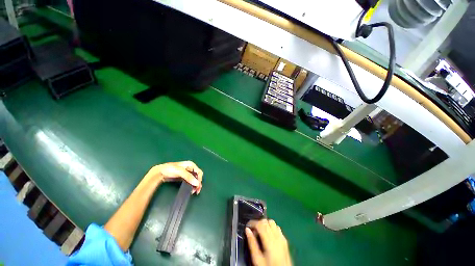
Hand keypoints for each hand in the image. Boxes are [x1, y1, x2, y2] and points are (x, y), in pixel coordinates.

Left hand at [145, 161, 202, 193]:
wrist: (160, 172)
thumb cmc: (170, 169)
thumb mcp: (180, 172)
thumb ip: (188, 177)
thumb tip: (197, 183)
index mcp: (191, 165)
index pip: (199, 172)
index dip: (199, 179)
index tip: (197, 186)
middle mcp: (191, 168)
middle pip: (198, 176)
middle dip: (198, 183)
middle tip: (196, 191)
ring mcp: (187, 173)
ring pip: (194, 179)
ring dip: (195, 185)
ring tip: (194, 192)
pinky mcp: (184, 177)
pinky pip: (190, 181)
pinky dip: (191, 186)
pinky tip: (190, 190)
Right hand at [246, 219, 291, 265]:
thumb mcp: (257, 259)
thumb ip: (252, 243)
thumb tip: (247, 230)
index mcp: (269, 240)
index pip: (260, 224)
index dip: (252, 222)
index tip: (247, 225)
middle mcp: (277, 236)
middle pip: (266, 221)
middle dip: (258, 223)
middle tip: (253, 231)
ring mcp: (282, 238)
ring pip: (272, 222)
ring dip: (265, 224)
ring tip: (261, 232)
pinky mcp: (285, 241)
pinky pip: (278, 228)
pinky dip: (272, 228)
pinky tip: (269, 236)